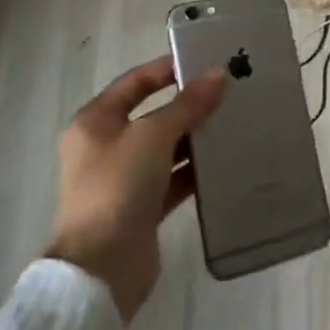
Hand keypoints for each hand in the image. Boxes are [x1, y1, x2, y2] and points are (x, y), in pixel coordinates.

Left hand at [49, 55, 225, 322]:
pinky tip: (225, 162)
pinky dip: (194, 171)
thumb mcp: (154, 136)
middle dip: (188, 105)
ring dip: (195, 138)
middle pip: (152, 115)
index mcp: (95, 122)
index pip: (135, 83)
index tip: (205, 62)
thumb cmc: (119, 186)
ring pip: (165, 148)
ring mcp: (123, 179)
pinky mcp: (142, 207)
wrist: (102, 267)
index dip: (167, 69)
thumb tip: (218, 75)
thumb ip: (187, 105)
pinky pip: (173, 179)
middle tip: (228, 94)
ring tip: (233, 124)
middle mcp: (106, 147)